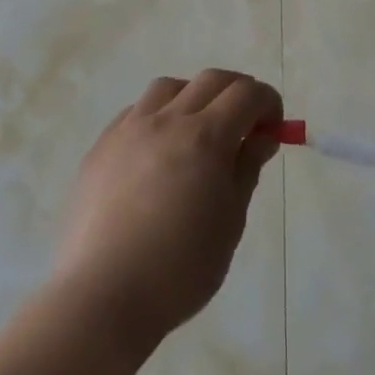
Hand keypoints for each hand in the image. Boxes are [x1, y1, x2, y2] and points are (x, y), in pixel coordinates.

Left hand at [50, 70, 282, 349]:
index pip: (246, 93)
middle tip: (246, 123)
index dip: (267, 103)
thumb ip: (246, 168)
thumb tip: (262, 136)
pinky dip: (158, 117)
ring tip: (198, 132)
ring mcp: (130, 128)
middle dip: (237, 92)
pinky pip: (136, 111)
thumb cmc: (180, 268)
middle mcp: (168, 119)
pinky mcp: (102, 145)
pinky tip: (157, 151)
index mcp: (206, 136)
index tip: (273, 128)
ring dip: (194, 97)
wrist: (103, 295)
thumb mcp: (230, 221)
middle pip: (211, 80)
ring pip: (169, 87)